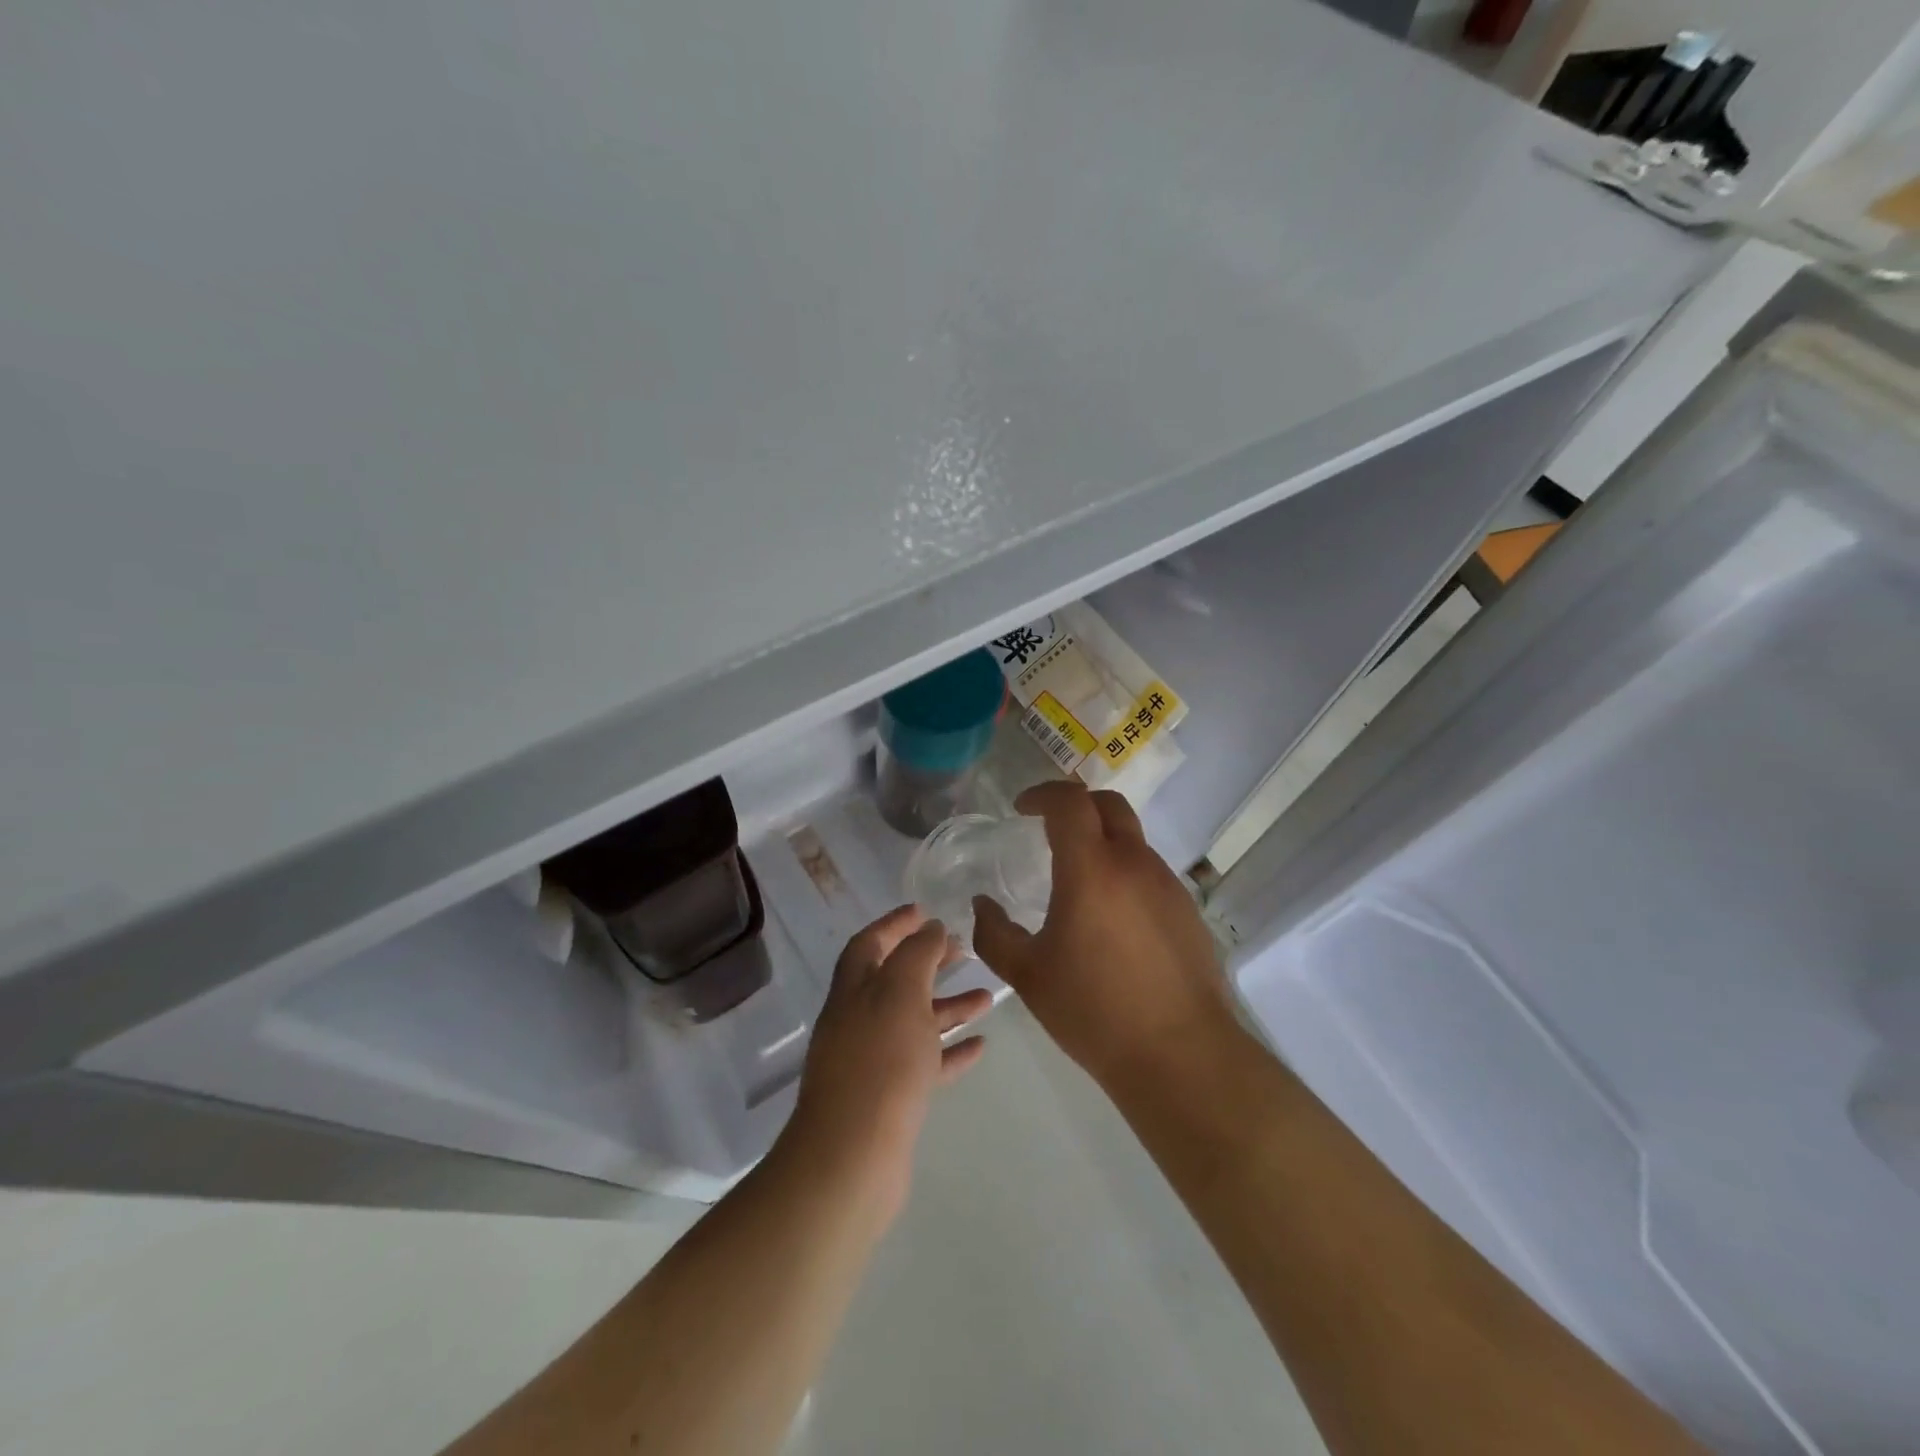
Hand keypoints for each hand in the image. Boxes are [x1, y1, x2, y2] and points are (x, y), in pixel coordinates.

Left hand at [781, 906, 991, 1228]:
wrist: (854, 1156)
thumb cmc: (880, 1061)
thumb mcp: (900, 992)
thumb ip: (917, 955)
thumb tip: (930, 927)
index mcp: (853, 990)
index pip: (871, 943)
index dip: (896, 924)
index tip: (927, 911)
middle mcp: (858, 1020)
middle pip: (895, 980)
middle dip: (927, 962)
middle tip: (963, 950)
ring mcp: (872, 1061)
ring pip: (914, 1022)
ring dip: (947, 1006)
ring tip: (987, 997)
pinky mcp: (890, 1099)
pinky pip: (924, 1063)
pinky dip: (950, 1050)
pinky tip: (980, 1045)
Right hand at [972, 781, 1233, 1088]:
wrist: (1180, 1055)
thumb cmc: (1093, 1011)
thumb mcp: (1028, 975)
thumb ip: (994, 934)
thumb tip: (981, 905)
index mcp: (1092, 869)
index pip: (1069, 801)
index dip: (1042, 794)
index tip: (1021, 809)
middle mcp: (1134, 864)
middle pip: (1108, 804)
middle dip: (1076, 804)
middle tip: (1048, 827)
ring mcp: (1166, 885)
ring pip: (1132, 839)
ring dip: (1102, 841)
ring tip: (1077, 880)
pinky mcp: (1187, 910)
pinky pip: (1149, 872)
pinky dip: (1124, 872)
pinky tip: (1110, 917)